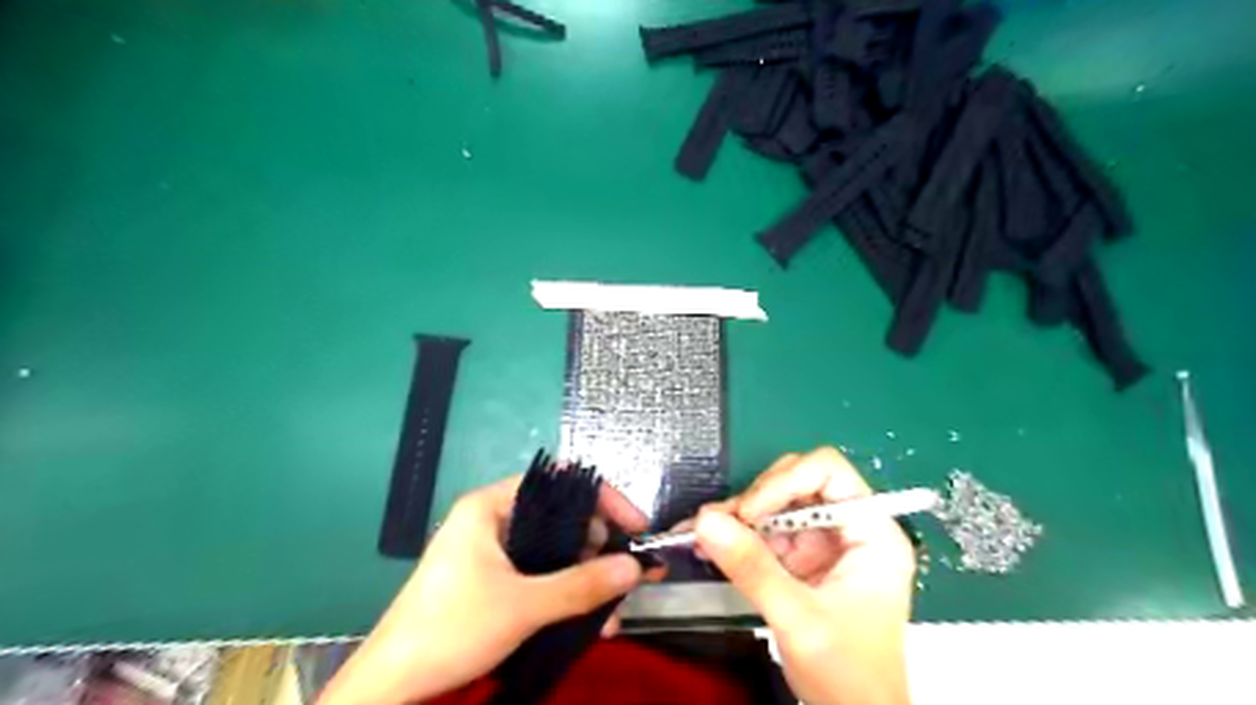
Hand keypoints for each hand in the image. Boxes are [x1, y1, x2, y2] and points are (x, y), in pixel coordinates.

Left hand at [318, 473, 651, 704]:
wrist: (391, 685)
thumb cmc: (451, 629)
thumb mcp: (523, 606)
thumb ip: (582, 585)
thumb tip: (636, 566)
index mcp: (491, 506)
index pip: (559, 483)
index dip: (603, 499)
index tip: (635, 526)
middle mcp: (493, 519)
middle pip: (561, 517)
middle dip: (599, 549)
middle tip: (626, 575)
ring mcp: (491, 550)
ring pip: (554, 550)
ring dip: (586, 578)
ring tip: (612, 612)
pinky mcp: (492, 579)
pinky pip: (540, 574)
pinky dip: (565, 592)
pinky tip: (589, 622)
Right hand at [696, 449, 914, 704]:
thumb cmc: (848, 676)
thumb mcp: (800, 619)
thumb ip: (753, 568)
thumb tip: (706, 521)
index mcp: (871, 532)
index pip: (828, 472)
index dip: (786, 481)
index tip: (749, 511)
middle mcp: (847, 528)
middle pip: (797, 482)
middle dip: (757, 499)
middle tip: (722, 523)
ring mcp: (821, 543)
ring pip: (774, 504)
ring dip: (738, 516)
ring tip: (704, 534)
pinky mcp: (799, 560)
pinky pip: (762, 531)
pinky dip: (735, 536)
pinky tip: (709, 545)